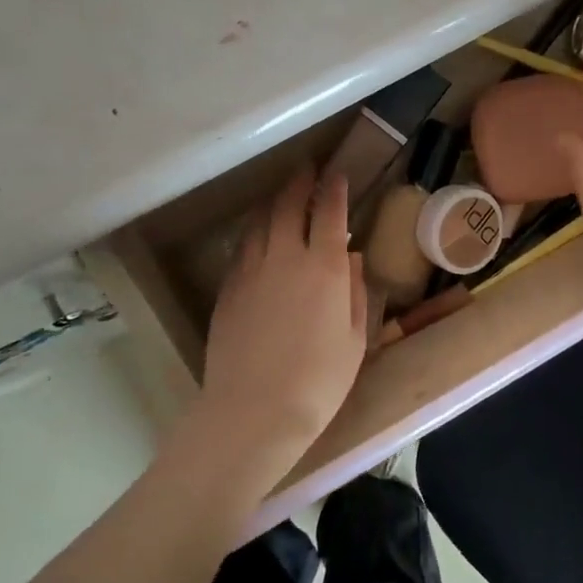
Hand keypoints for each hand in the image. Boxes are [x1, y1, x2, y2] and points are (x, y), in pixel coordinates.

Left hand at [194, 166, 367, 473]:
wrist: (255, 411)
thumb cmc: (319, 381)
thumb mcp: (354, 339)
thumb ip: (353, 292)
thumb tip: (349, 259)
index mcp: (324, 267)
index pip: (329, 213)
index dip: (334, 189)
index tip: (337, 174)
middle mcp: (285, 257)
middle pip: (288, 206)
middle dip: (299, 183)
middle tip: (307, 170)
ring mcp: (250, 272)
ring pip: (260, 223)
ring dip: (273, 204)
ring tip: (281, 197)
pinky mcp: (227, 290)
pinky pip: (242, 249)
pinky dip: (254, 234)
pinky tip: (258, 239)